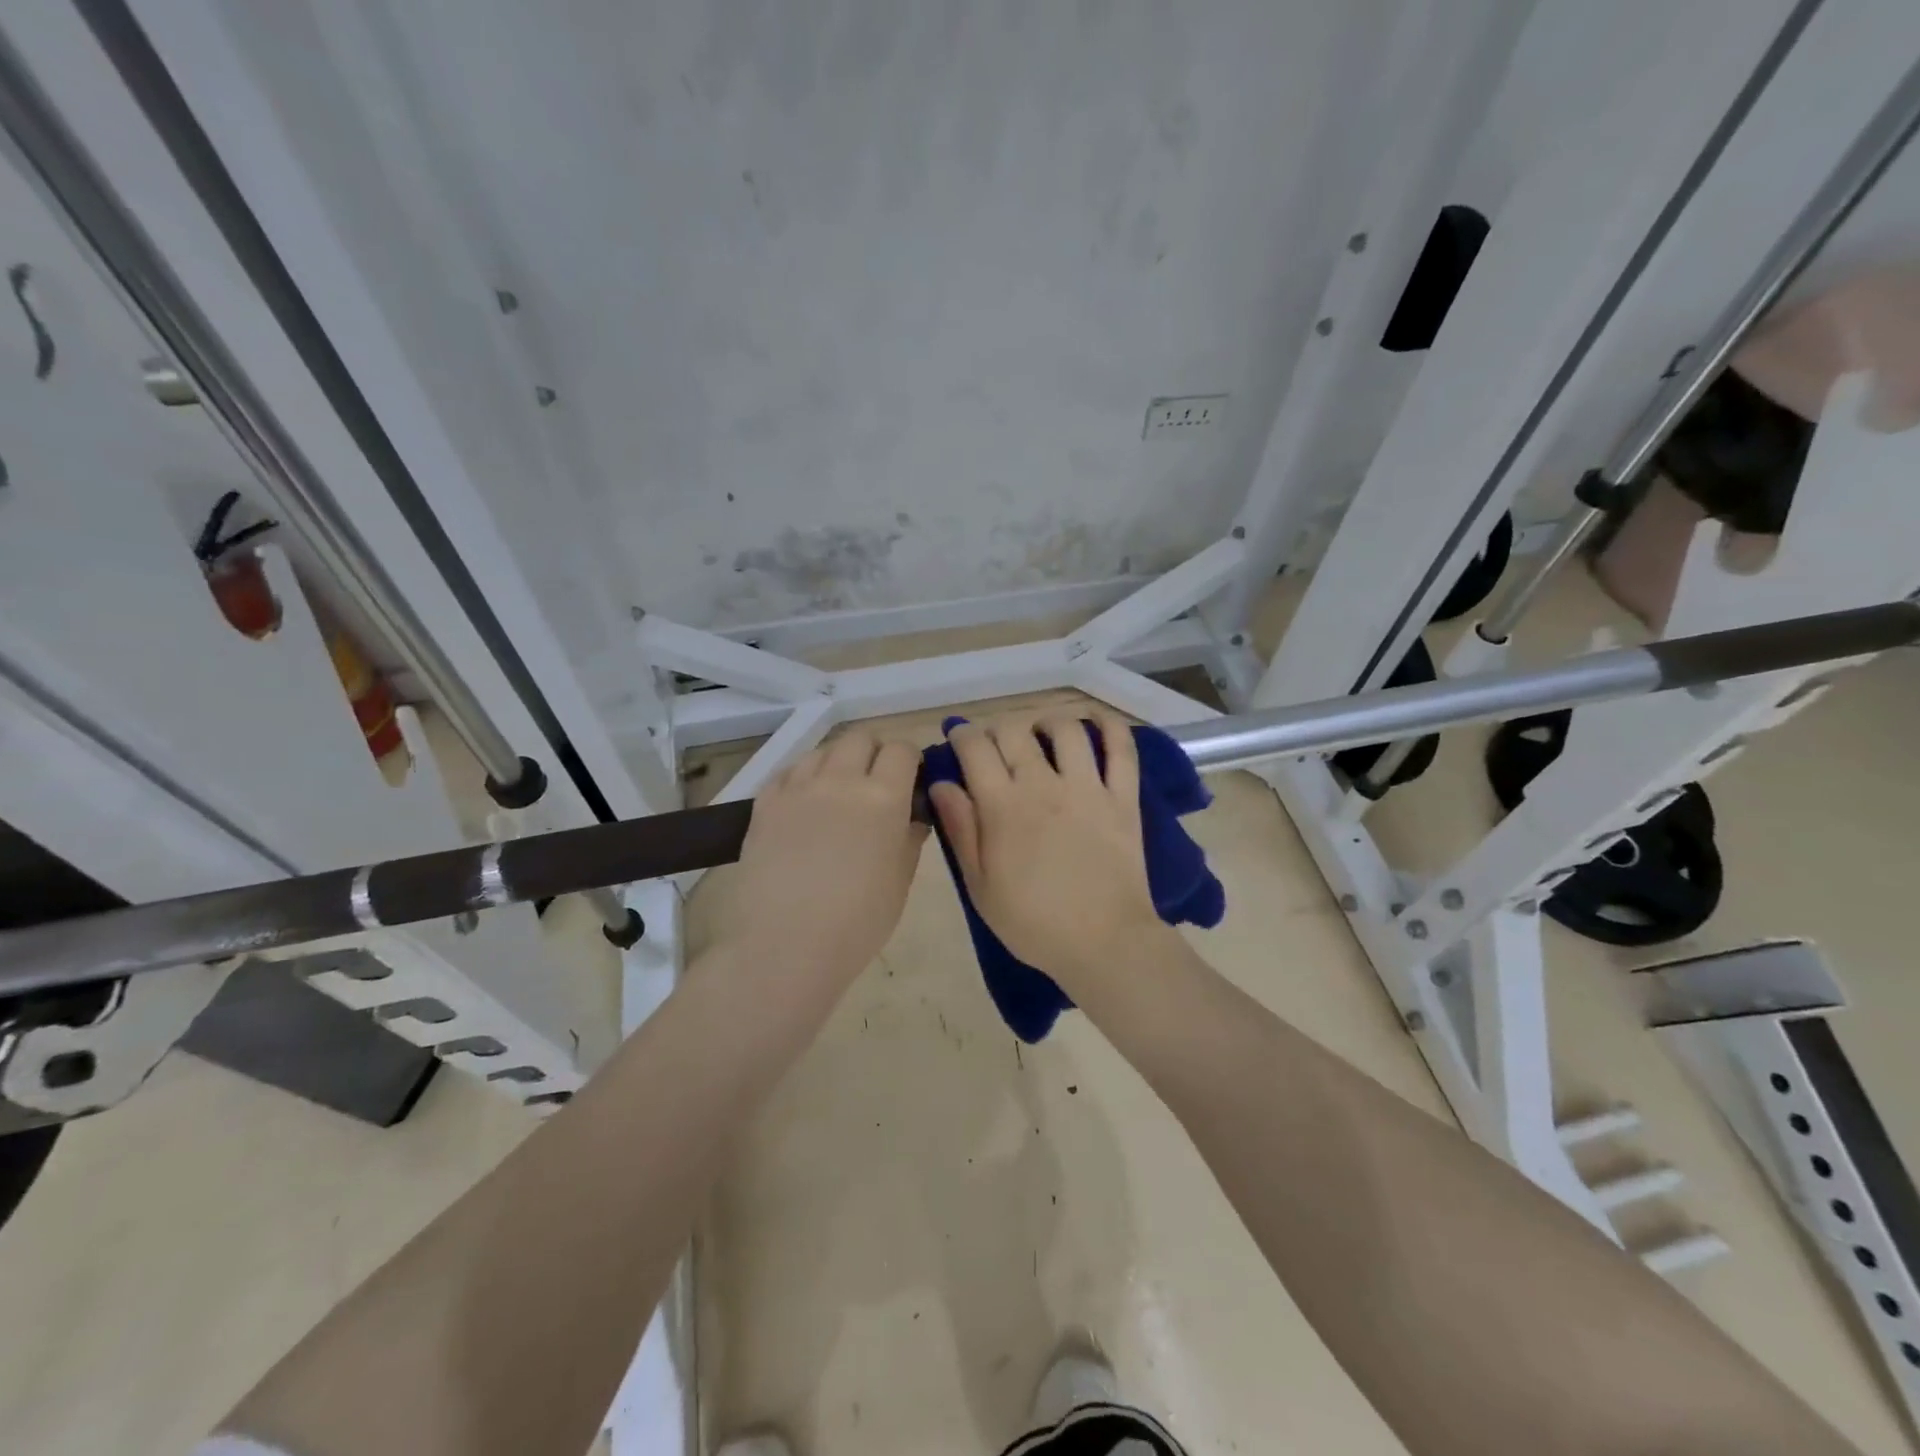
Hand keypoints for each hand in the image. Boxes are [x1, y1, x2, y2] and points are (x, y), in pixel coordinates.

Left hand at [716, 730, 927, 980]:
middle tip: (876, 786)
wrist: (785, 946)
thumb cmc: (856, 922)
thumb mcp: (900, 881)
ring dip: (838, 763)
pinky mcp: (764, 802)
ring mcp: (797, 787)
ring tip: (838, 795)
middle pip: (860, 738)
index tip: (911, 782)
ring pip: (823, 751)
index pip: (902, 750)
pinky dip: (803, 778)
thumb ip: (909, 838)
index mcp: (883, 796)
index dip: (910, 762)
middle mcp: (840, 779)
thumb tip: (911, 816)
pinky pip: (789, 772)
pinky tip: (805, 806)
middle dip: (874, 754)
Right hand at [928, 711, 1165, 991]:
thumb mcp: (980, 885)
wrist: (1104, 943)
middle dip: (998, 730)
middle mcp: (1043, 784)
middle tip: (996, 747)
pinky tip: (1097, 722)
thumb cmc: (1033, 922)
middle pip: (1015, 731)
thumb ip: (960, 829)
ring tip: (1041, 734)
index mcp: (1003, 806)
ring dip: (1047, 723)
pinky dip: (1111, 727)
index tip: (958, 740)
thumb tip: (941, 784)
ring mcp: (1088, 788)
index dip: (962, 735)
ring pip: (1066, 730)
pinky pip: (1122, 750)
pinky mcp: (1123, 798)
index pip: (975, 747)